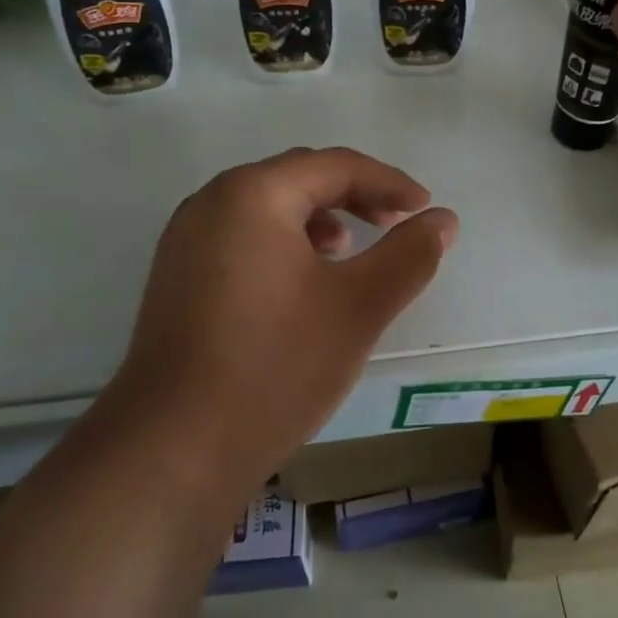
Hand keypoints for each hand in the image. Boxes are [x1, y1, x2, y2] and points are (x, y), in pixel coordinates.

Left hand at [106, 148, 456, 512]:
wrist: (173, 450)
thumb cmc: (275, 365)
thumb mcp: (359, 306)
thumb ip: (409, 255)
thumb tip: (444, 220)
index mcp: (252, 194)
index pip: (335, 166)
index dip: (388, 182)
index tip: (424, 210)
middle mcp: (211, 203)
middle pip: (297, 178)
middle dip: (353, 195)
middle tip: (395, 222)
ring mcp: (185, 241)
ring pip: (267, 208)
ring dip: (317, 218)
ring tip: (349, 251)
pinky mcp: (176, 278)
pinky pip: (241, 238)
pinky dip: (283, 244)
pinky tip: (301, 285)